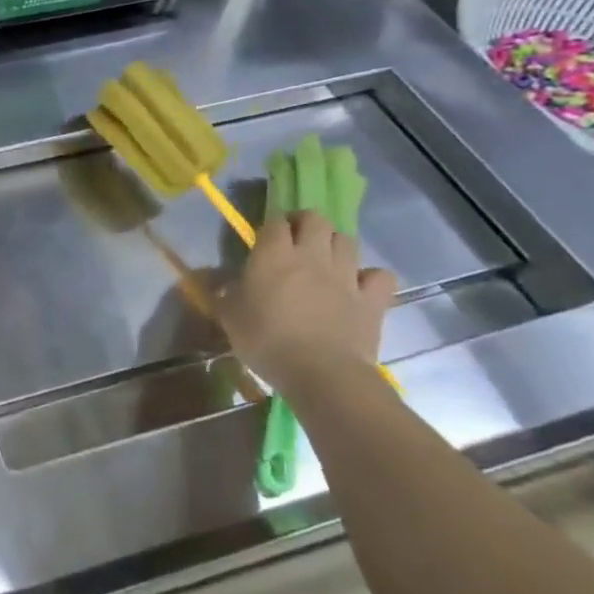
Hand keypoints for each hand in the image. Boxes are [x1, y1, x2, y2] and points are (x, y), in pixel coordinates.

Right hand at [217, 210, 396, 402]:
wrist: (321, 373)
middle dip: (305, 223)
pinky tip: (360, 286)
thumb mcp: (228, 316)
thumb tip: (213, 278)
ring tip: (325, 259)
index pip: (275, 222)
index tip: (265, 238)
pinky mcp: (372, 299)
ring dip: (335, 244)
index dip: (271, 224)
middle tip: (295, 239)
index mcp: (273, 255)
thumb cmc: (266, 341)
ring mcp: (346, 276)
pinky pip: (380, 275)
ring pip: (347, 240)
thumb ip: (223, 291)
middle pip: (316, 219)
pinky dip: (371, 276)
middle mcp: (312, 256)